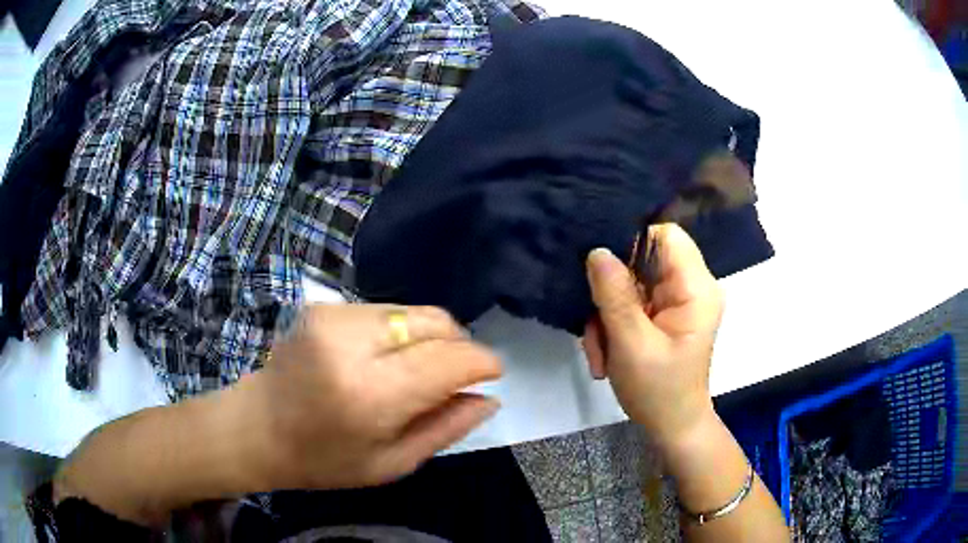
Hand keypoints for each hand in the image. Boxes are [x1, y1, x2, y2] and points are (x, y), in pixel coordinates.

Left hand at [241, 304, 502, 490]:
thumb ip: (446, 429)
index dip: (481, 362)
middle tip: (456, 377)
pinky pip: (387, 311)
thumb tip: (488, 398)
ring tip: (415, 371)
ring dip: (430, 338)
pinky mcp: (324, 306)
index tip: (494, 374)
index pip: (447, 359)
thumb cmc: (323, 460)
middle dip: (459, 346)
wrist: (256, 426)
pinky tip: (386, 359)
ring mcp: (334, 315)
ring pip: (414, 312)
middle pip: (435, 322)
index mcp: (370, 393)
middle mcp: (352, 342)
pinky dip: (401, 332)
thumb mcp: (392, 463)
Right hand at [582, 224, 723, 445]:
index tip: (603, 272)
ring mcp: (676, 301)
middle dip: (612, 292)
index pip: (667, 236)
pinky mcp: (663, 314)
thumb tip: (596, 251)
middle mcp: (691, 287)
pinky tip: (606, 352)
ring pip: (630, 283)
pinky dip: (613, 324)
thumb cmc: (659, 391)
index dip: (633, 243)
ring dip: (607, 314)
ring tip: (600, 350)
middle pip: (643, 260)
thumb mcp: (632, 345)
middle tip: (595, 325)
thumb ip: (615, 296)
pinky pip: (631, 302)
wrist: (672, 426)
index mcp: (696, 289)